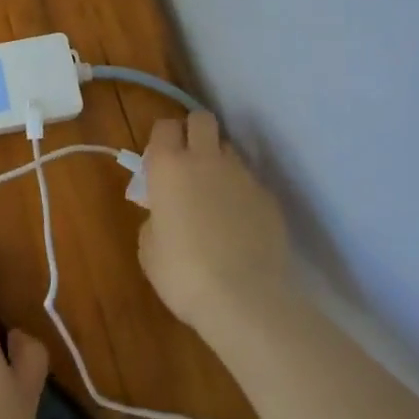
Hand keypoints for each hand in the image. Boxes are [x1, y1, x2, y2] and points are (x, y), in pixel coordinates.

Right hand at [137, 109, 294, 334]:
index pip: (164, 126)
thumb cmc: (183, 273)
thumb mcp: (149, 248)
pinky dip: (243, 195)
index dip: (162, 139)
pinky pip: (251, 183)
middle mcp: (206, 160)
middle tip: (188, 162)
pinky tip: (240, 225)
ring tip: (216, 196)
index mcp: (169, 167)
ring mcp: (242, 176)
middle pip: (202, 119)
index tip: (159, 161)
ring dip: (220, 163)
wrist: (245, 299)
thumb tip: (164, 213)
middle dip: (194, 131)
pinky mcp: (269, 197)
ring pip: (229, 149)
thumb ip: (154, 218)